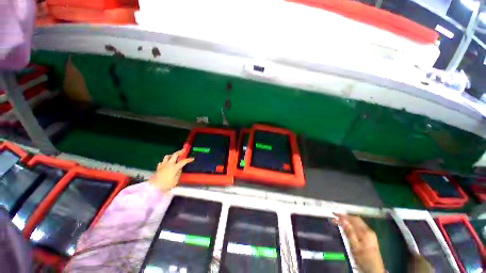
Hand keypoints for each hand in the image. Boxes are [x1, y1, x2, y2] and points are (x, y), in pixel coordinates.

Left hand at [148, 150, 193, 191]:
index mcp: (174, 167)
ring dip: (172, 155)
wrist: (154, 187)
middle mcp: (169, 164)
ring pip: (167, 156)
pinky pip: (162, 162)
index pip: (183, 161)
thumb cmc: (166, 185)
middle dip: (180, 151)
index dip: (188, 159)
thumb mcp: (176, 180)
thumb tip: (180, 168)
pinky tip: (166, 164)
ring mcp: (163, 165)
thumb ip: (178, 173)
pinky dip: (165, 161)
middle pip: (175, 155)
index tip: (193, 158)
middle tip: (184, 150)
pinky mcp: (158, 167)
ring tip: (174, 156)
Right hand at [333, 214, 385, 272]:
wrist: (374, 269)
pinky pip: (359, 227)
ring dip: (348, 220)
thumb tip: (343, 220)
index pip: (353, 219)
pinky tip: (347, 227)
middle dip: (345, 217)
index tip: (334, 214)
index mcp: (365, 232)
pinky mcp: (370, 237)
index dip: (343, 216)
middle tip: (335, 217)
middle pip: (356, 220)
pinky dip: (352, 225)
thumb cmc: (363, 258)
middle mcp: (369, 230)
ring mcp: (370, 234)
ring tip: (339, 221)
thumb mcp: (355, 246)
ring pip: (358, 223)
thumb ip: (349, 232)